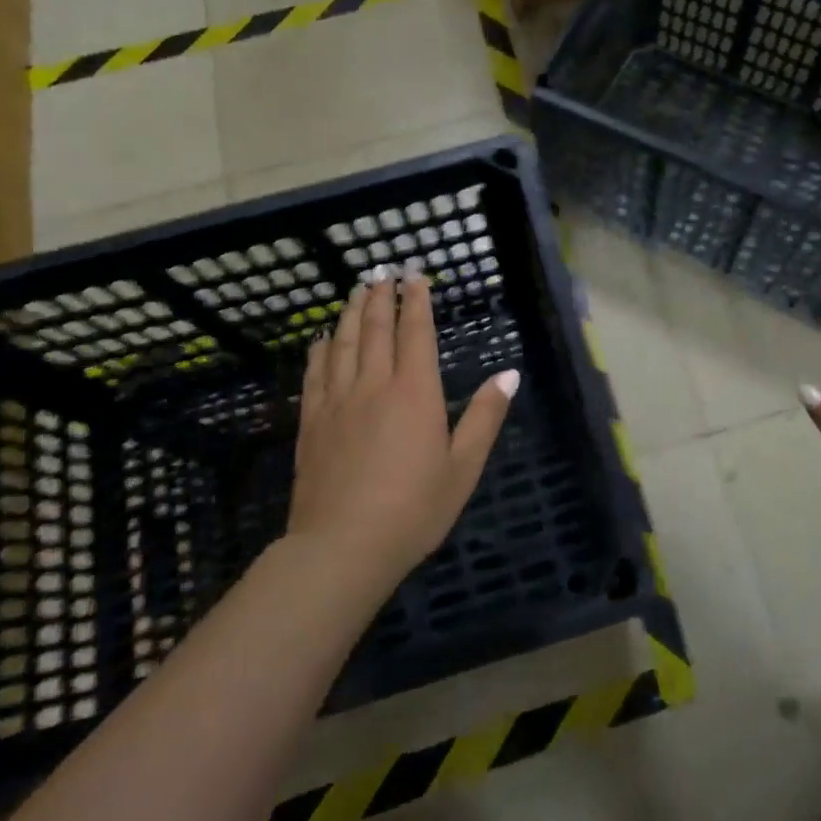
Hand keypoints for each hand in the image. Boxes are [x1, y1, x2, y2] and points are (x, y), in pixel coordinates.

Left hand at [290, 270, 518, 587]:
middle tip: (383, 272)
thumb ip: (484, 417)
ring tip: (356, 290)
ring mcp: (338, 401)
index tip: (415, 275)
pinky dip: (320, 349)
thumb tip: (509, 375)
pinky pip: (315, 373)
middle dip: (382, 297)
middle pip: (376, 329)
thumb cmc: (414, 510)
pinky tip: (322, 338)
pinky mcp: (312, 422)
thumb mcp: (463, 468)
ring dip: (351, 313)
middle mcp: (374, 385)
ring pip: (343, 343)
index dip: (417, 302)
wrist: (342, 547)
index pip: (416, 333)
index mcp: (415, 393)